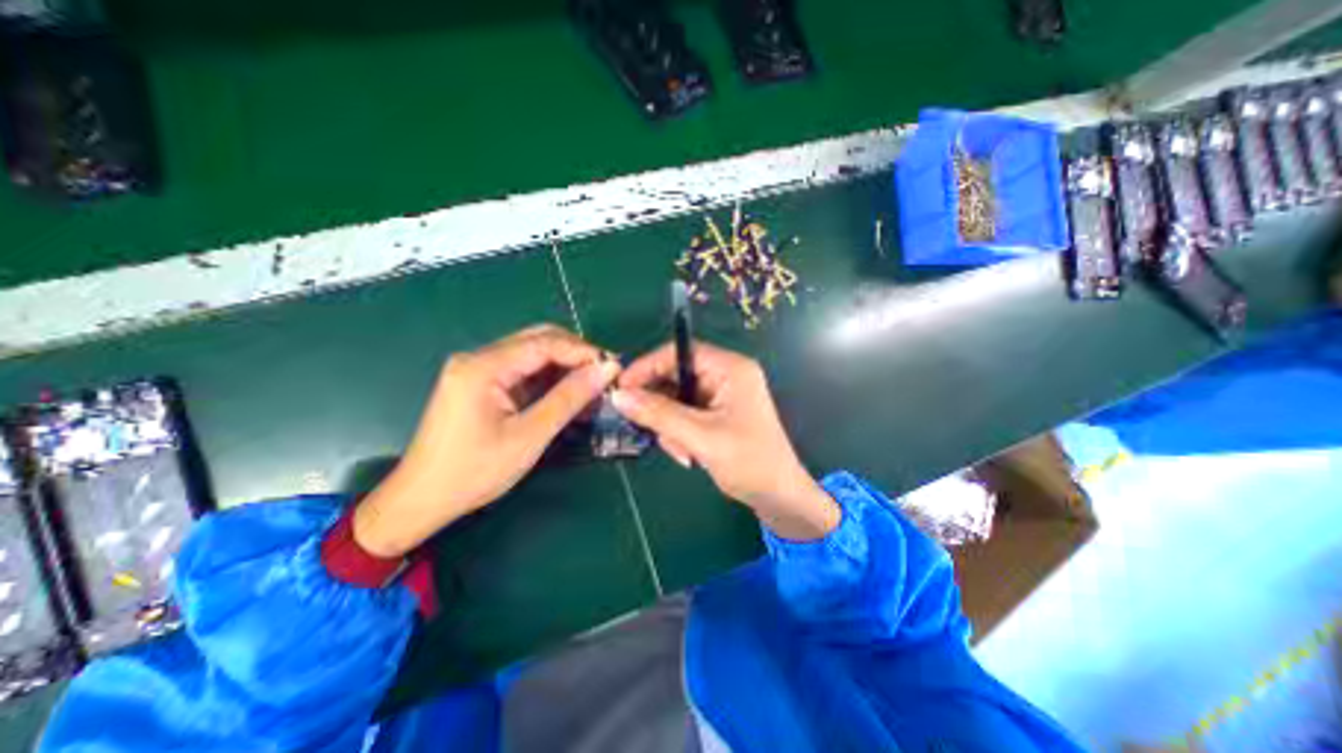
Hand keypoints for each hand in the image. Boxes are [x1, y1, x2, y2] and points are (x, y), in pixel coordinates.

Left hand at [347, 323, 615, 559]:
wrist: (422, 500)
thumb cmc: (474, 472)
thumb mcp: (529, 436)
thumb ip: (569, 398)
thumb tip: (606, 369)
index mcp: (482, 367)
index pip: (544, 343)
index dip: (583, 352)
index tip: (614, 367)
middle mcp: (477, 358)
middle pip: (538, 340)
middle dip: (576, 354)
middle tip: (605, 375)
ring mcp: (477, 369)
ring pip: (533, 354)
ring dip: (564, 367)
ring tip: (593, 386)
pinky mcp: (480, 383)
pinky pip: (523, 371)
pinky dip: (549, 379)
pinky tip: (568, 393)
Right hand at [612, 340, 834, 541]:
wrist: (778, 497)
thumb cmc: (749, 462)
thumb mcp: (700, 436)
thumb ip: (659, 414)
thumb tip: (618, 396)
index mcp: (730, 368)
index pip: (679, 352)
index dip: (647, 367)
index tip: (621, 389)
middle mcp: (725, 375)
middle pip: (675, 376)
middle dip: (661, 407)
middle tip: (647, 429)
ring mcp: (722, 395)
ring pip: (676, 399)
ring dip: (670, 426)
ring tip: (681, 452)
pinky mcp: (717, 413)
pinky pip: (685, 414)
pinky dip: (679, 433)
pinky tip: (688, 454)